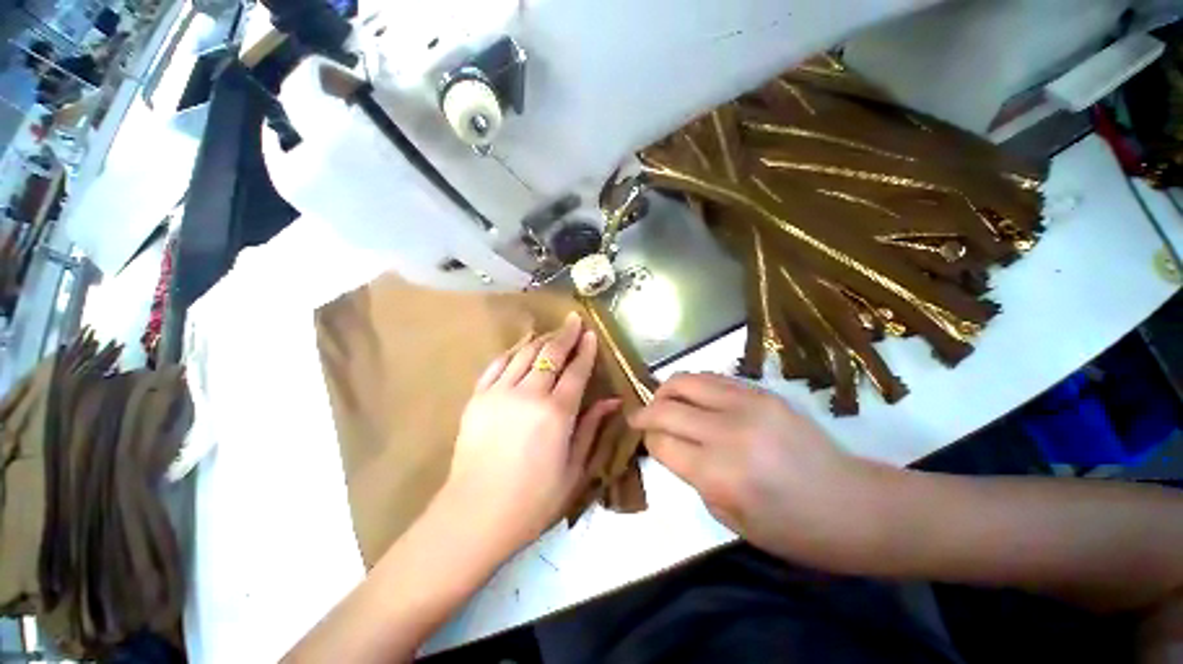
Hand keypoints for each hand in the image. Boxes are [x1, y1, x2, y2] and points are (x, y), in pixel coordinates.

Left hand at [441, 312, 618, 556]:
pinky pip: (497, 364)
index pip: (576, 371)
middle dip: (565, 334)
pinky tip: (521, 347)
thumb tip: (611, 401)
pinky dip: (512, 352)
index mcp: (556, 413)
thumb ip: (591, 429)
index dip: (586, 351)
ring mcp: (499, 393)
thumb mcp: (573, 469)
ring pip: (524, 353)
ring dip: (541, 339)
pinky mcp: (478, 398)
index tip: (591, 335)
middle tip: (574, 320)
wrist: (475, 514)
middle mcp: (529, 395)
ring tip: (552, 332)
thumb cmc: (533, 500)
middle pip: (550, 354)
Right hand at [630, 372, 887, 567]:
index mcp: (719, 474)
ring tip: (663, 401)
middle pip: (665, 408)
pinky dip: (693, 385)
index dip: (648, 441)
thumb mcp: (731, 519)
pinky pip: (712, 377)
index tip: (646, 442)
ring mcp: (747, 405)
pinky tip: (692, 396)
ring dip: (665, 391)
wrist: (855, 505)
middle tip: (639, 417)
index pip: (661, 442)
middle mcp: (728, 432)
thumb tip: (671, 446)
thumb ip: (694, 477)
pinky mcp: (762, 392)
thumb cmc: (793, 530)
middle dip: (645, 413)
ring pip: (685, 381)